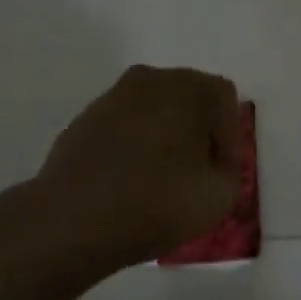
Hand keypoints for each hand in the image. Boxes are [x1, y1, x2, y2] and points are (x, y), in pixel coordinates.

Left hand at [34, 65, 240, 270]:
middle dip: (198, 129)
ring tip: (162, 177)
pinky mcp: (85, 119)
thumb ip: (230, 171)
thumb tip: (215, 162)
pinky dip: (134, 143)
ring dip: (165, 135)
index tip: (222, 171)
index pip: (224, 98)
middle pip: (189, 96)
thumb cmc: (154, 203)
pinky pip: (124, 124)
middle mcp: (151, 79)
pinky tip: (130, 179)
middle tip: (198, 171)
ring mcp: (113, 96)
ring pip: (154, 108)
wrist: (70, 221)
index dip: (230, 136)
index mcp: (188, 87)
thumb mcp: (219, 197)